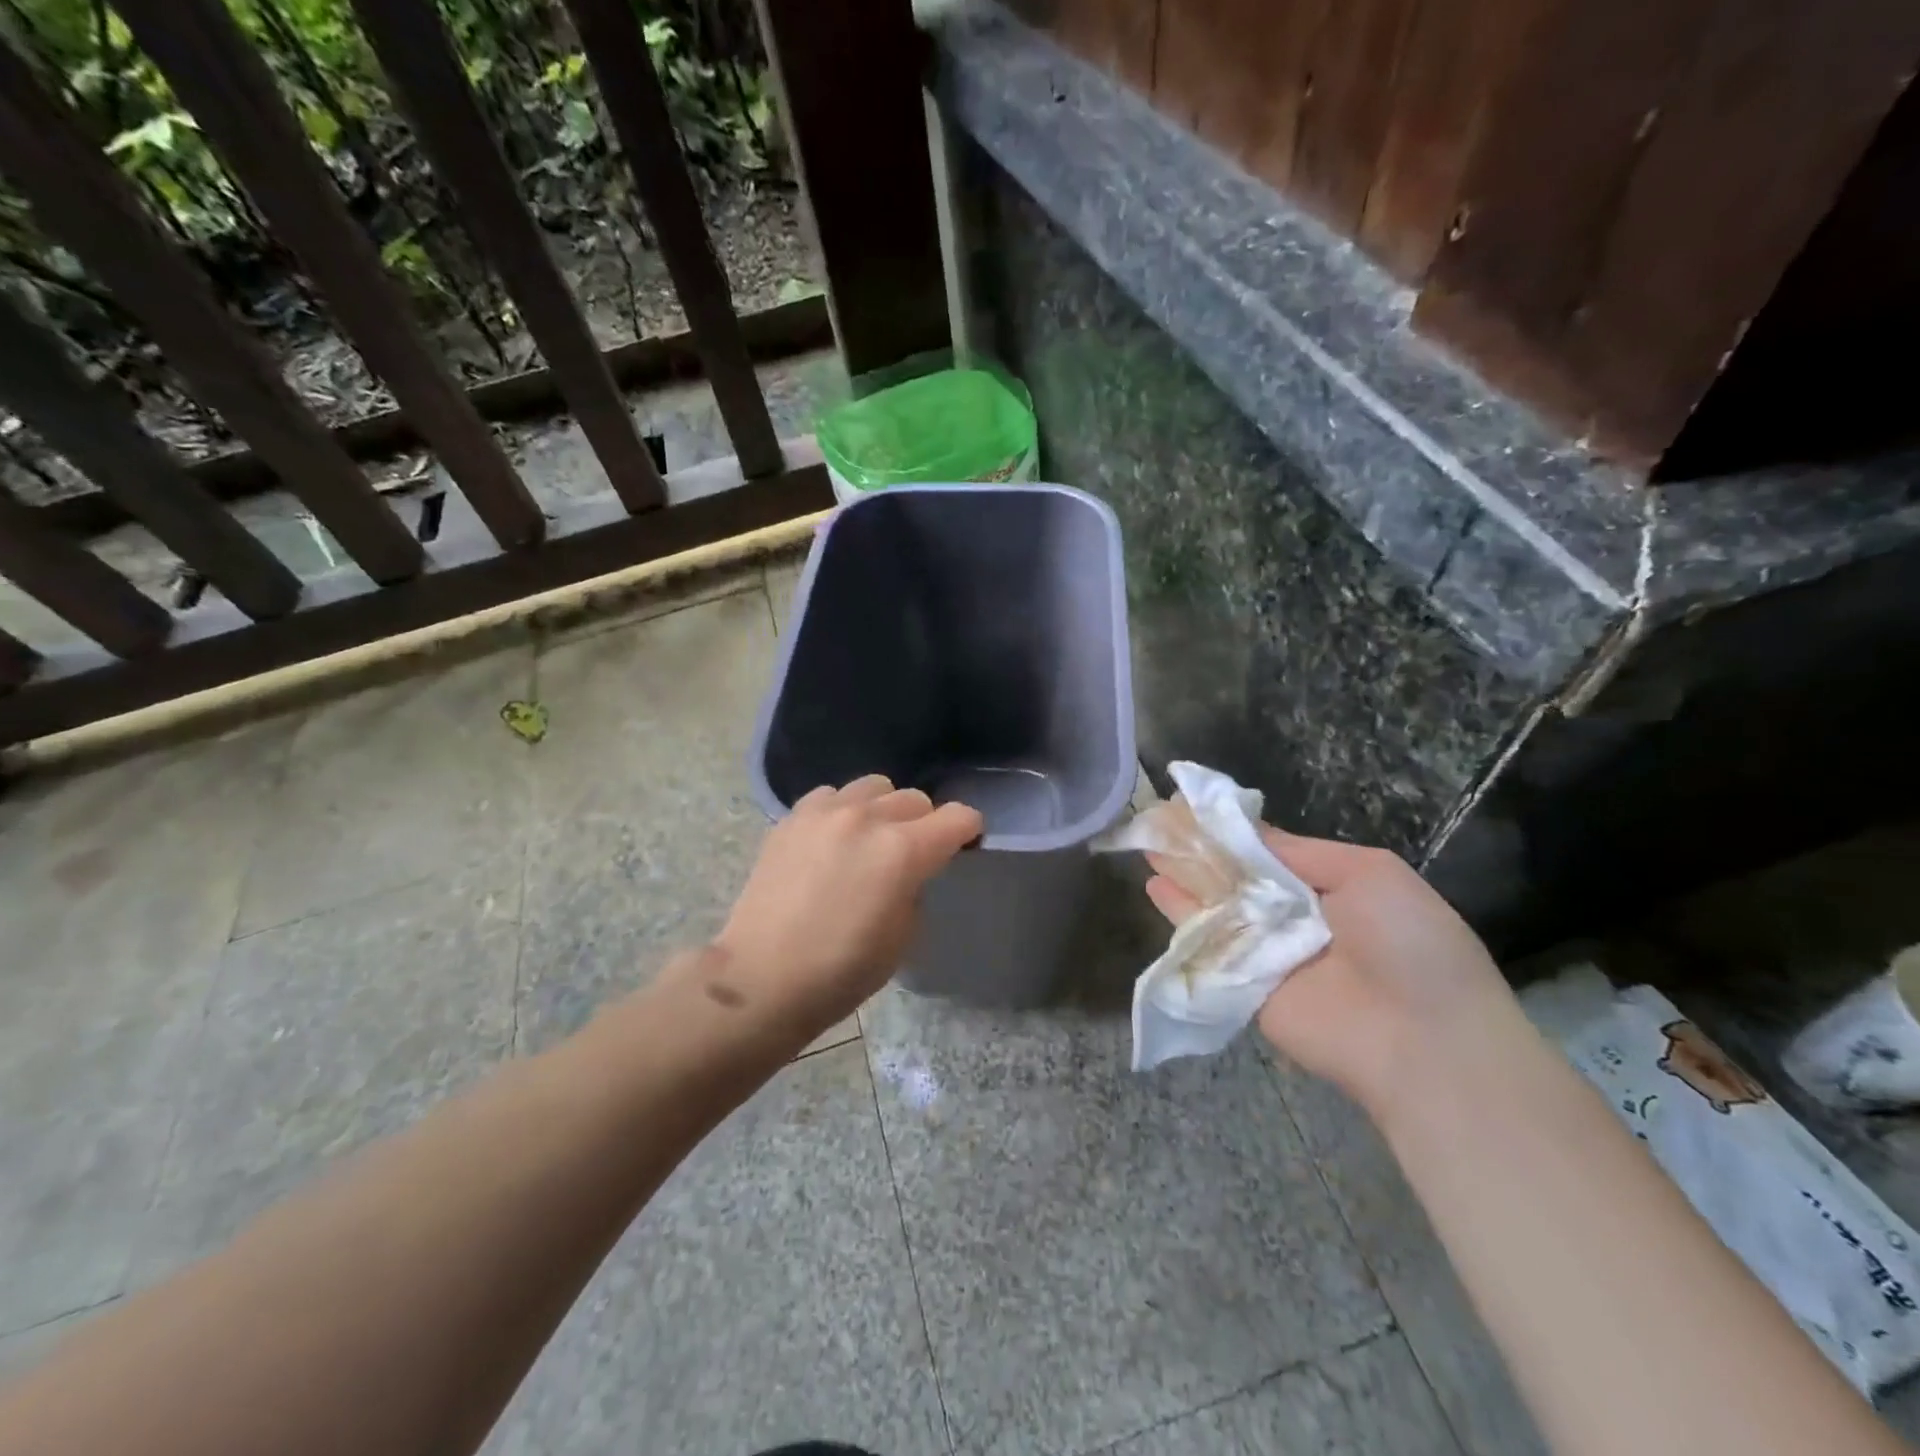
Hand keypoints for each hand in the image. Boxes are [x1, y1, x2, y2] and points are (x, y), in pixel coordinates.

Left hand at [715, 775, 983, 1029]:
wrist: (762, 979)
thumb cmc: (841, 971)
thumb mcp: (902, 937)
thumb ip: (915, 888)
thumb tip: (908, 870)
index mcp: (903, 851)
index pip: (957, 817)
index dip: (968, 830)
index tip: (965, 845)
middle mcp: (867, 818)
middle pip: (916, 798)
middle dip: (925, 823)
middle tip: (912, 854)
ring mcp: (825, 812)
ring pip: (874, 786)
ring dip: (884, 809)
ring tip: (870, 839)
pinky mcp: (792, 818)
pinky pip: (831, 795)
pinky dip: (843, 810)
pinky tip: (833, 839)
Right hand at [1144, 829, 1516, 1115]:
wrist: (1422, 1040)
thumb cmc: (1408, 943)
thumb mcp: (1369, 873)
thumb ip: (1300, 851)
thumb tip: (1246, 830)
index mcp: (1328, 886)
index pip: (1267, 850)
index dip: (1231, 829)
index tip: (1192, 803)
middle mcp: (1292, 916)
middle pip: (1235, 875)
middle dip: (1199, 848)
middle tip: (1159, 818)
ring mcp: (1265, 951)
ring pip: (1216, 904)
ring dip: (1183, 874)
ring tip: (1146, 843)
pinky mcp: (1242, 984)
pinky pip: (1209, 943)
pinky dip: (1179, 914)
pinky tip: (1153, 885)